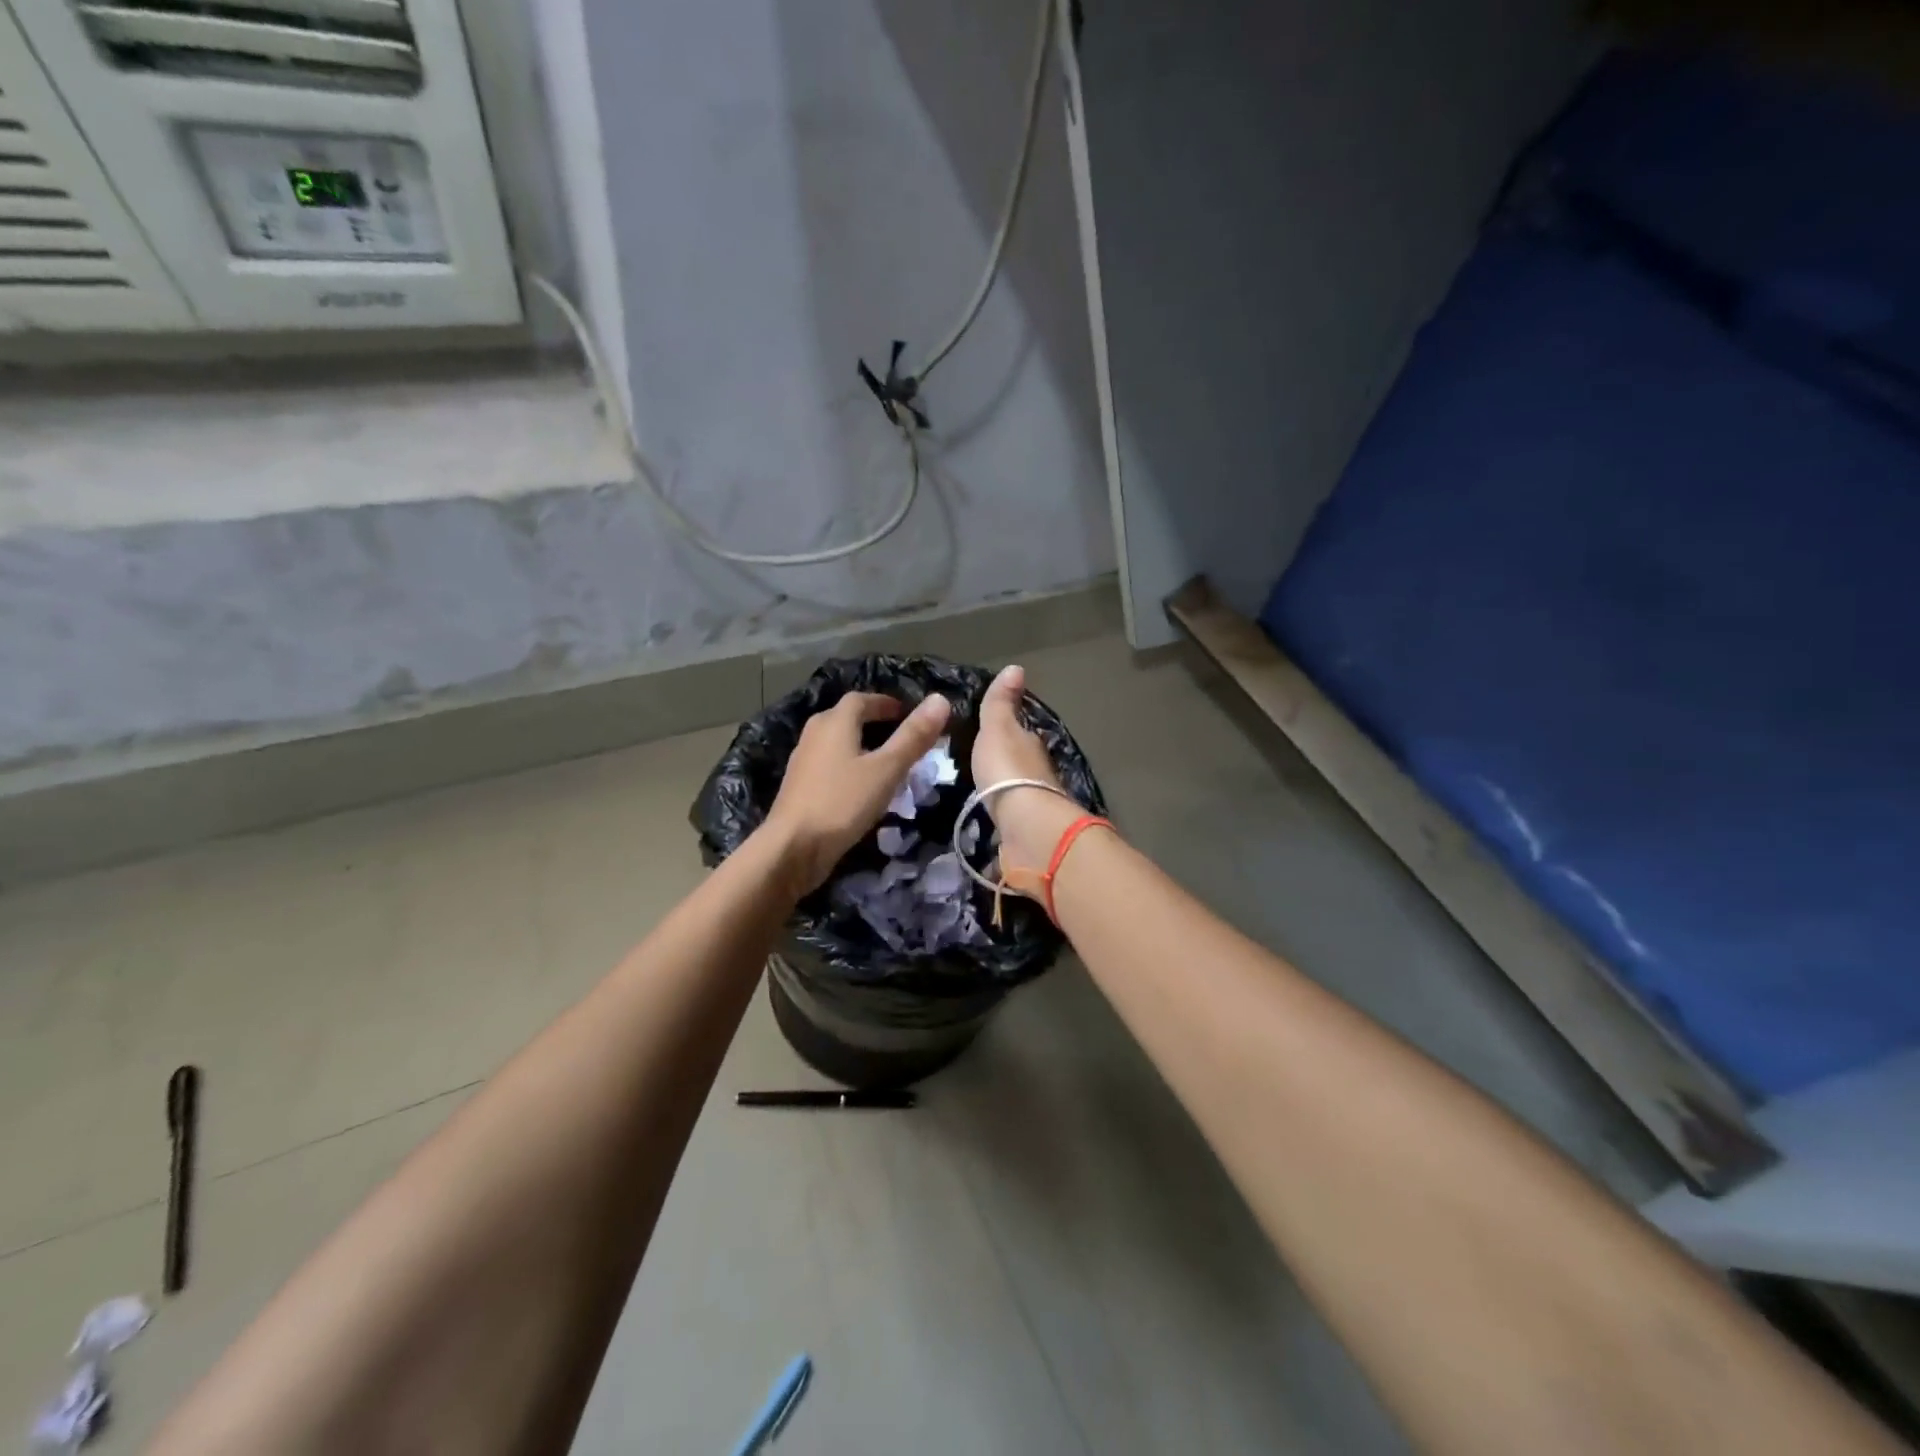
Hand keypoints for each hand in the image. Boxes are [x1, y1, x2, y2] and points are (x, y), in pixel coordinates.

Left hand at [763, 691, 953, 894]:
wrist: (792, 848)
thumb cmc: (842, 802)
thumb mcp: (887, 769)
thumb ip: (913, 736)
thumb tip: (941, 699)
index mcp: (835, 722)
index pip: (862, 699)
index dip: (886, 703)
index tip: (908, 714)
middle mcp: (815, 734)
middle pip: (846, 718)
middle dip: (873, 722)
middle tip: (901, 736)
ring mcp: (804, 761)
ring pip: (837, 743)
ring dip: (861, 745)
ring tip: (887, 763)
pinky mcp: (800, 787)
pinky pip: (830, 765)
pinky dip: (849, 767)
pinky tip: (863, 788)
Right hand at [972, 665, 1079, 882]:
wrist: (1027, 824)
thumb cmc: (1008, 770)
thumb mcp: (998, 729)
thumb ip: (1001, 703)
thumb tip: (1016, 667)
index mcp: (1030, 745)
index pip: (1021, 733)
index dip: (1008, 730)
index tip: (991, 733)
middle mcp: (1038, 771)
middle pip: (1022, 762)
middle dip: (1007, 763)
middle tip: (983, 764)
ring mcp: (1035, 803)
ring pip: (1020, 790)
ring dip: (1007, 789)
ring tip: (983, 790)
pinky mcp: (1027, 831)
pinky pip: (1013, 816)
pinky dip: (1006, 814)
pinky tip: (993, 816)